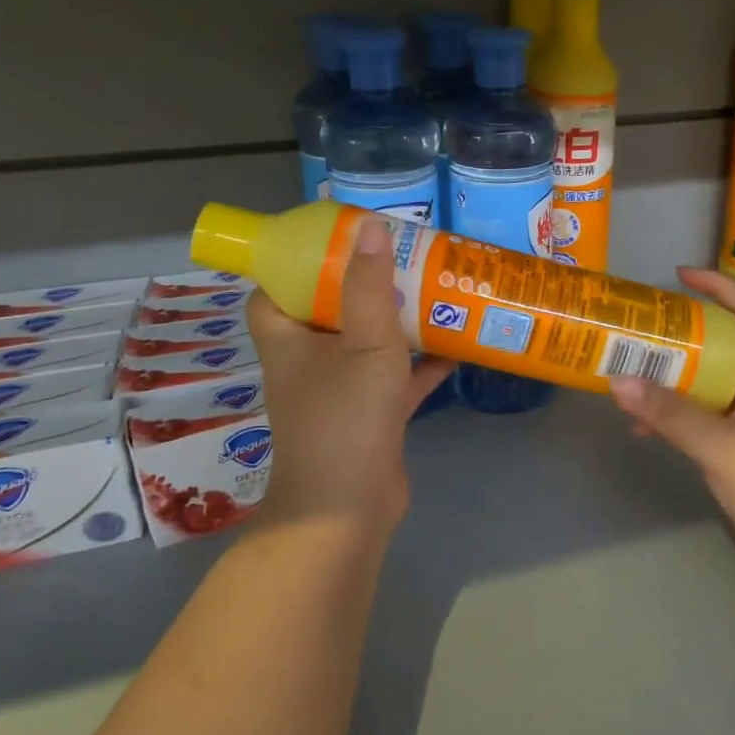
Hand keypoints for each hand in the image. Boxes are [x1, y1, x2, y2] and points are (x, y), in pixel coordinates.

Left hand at [246, 218, 453, 533]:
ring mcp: (339, 389)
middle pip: (329, 309)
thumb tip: (369, 225)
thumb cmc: (345, 417)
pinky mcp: (369, 413)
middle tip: (402, 254)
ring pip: (366, 341)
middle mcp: (307, 360)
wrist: (348, 508)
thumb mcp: (364, 343)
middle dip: (364, 283)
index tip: (338, 240)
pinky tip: (458, 342)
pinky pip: (395, 375)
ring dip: (396, 319)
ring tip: (434, 287)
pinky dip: (421, 361)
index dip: (300, 261)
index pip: (276, 289)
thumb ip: (369, 285)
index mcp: (287, 338)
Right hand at [609, 267, 734, 587]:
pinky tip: (643, 426)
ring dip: (674, 374)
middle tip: (644, 325)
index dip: (722, 287)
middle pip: (725, 342)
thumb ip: (672, 415)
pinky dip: (673, 414)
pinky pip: (701, 414)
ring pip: (708, 379)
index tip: (681, 276)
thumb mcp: (724, 446)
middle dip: (686, 329)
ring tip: (633, 368)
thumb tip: (618, 381)